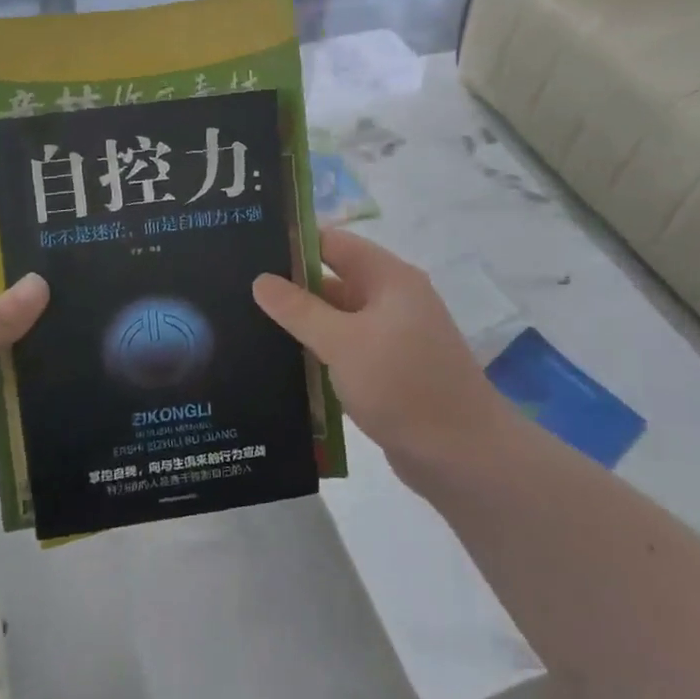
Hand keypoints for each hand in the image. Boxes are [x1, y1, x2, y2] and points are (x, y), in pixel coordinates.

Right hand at [253, 229, 500, 484]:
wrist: (463, 457)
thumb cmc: (403, 385)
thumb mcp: (343, 342)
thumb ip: (299, 309)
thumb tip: (260, 280)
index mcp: (389, 279)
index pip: (333, 243)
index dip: (293, 242)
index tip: (247, 250)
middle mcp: (392, 301)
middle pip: (333, 280)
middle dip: (290, 286)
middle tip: (236, 290)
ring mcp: (391, 338)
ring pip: (335, 319)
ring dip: (301, 323)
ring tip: (246, 324)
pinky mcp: (386, 371)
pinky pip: (344, 350)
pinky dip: (317, 352)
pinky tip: (279, 361)